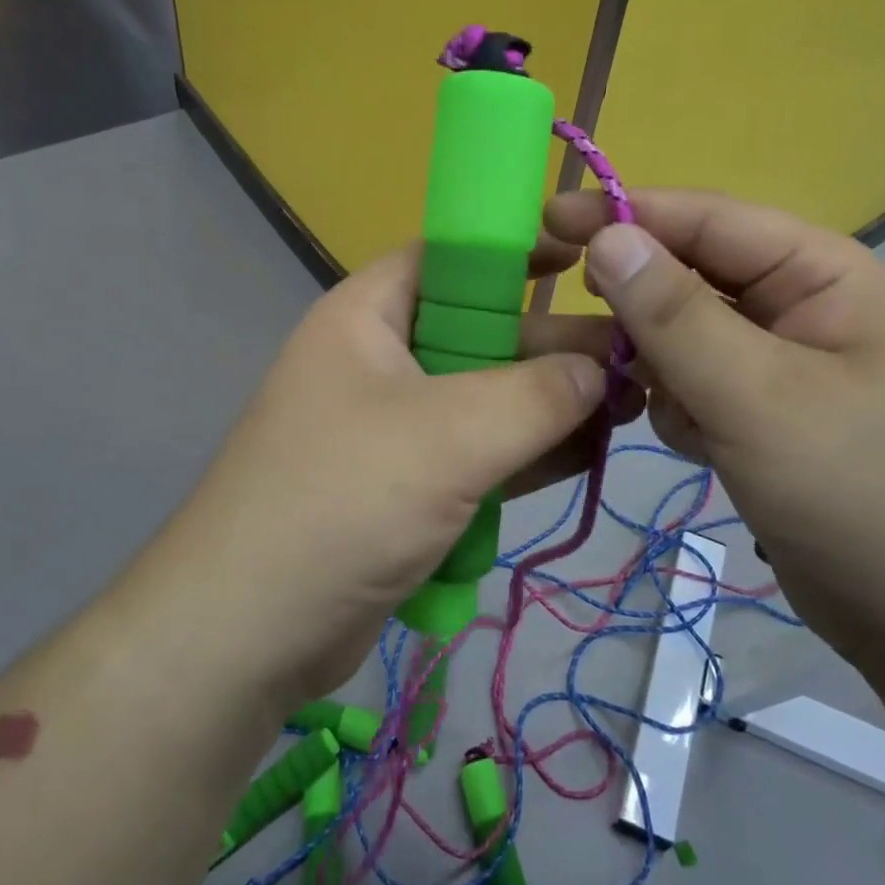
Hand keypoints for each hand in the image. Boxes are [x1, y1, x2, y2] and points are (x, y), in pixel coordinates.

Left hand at [154, 241, 639, 701]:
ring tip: (632, 406)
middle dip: (552, 346)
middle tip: (636, 357)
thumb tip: (599, 370)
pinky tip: (589, 453)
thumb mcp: (448, 436)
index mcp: (368, 316)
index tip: (586, 261)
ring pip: (486, 399)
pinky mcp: (406, 486)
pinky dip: (526, 453)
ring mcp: (392, 427)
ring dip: (550, 405)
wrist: (247, 633)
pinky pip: (477, 454)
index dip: (515, 251)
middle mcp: (379, 360)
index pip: (449, 257)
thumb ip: (535, 396)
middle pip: (479, 332)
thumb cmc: (342, 501)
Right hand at [544, 188, 884, 661]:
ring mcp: (778, 367)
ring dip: (647, 363)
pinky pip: (693, 387)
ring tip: (618, 396)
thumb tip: (607, 236)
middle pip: (688, 278)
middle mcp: (797, 308)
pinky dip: (675, 407)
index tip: (547, 218)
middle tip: (556, 320)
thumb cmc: (862, 495)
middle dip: (628, 300)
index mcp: (819, 274)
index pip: (707, 220)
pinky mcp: (761, 418)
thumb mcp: (760, 398)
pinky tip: (691, 444)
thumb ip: (676, 316)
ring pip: (682, 338)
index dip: (625, 213)